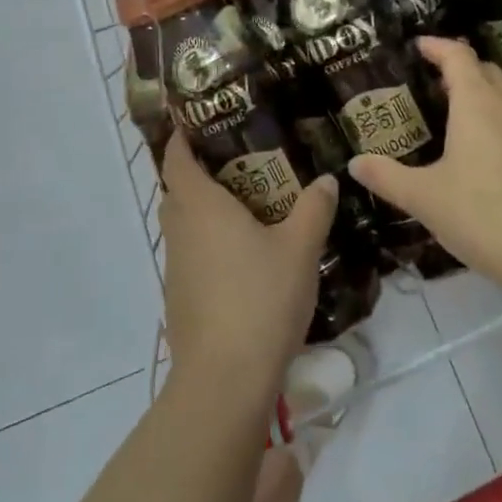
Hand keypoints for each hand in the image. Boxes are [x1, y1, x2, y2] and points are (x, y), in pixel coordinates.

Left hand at [158, 135, 336, 404]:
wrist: (224, 379)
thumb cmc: (260, 298)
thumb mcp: (299, 249)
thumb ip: (313, 209)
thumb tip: (326, 180)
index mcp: (200, 206)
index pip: (176, 158)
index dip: (181, 137)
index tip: (198, 122)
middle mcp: (180, 230)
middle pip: (177, 190)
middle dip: (197, 173)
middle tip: (237, 163)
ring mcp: (175, 267)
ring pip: (182, 225)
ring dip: (203, 211)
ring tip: (244, 208)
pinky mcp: (179, 297)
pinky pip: (189, 254)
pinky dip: (207, 244)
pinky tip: (240, 258)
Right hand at [349, 37, 501, 295]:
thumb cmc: (483, 215)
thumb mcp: (424, 198)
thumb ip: (387, 177)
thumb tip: (354, 163)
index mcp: (477, 103)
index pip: (457, 56)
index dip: (436, 46)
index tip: (417, 45)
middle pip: (485, 70)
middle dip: (458, 67)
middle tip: (429, 80)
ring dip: (481, 93)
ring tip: (453, 113)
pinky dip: (497, 120)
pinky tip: (482, 152)